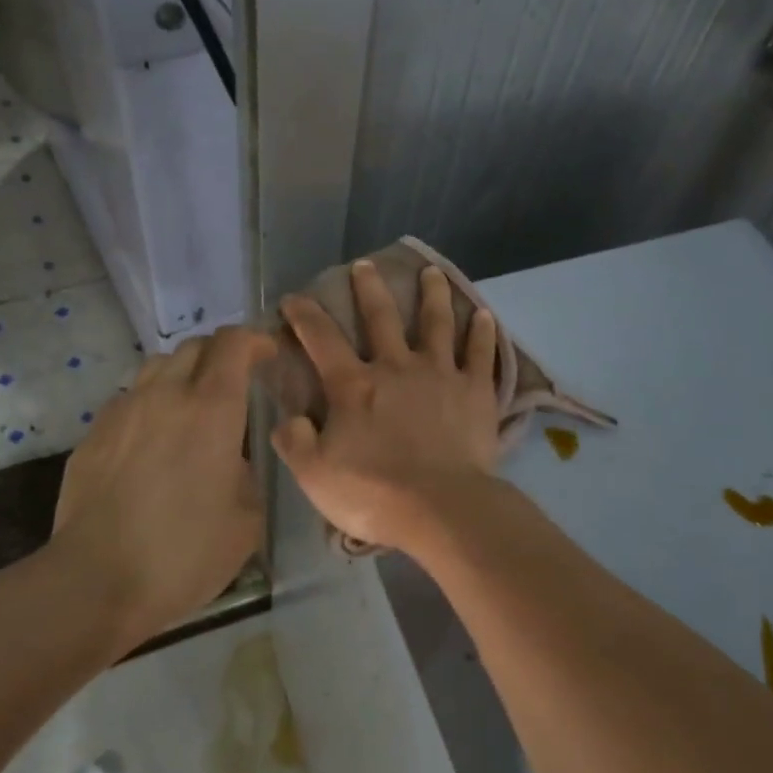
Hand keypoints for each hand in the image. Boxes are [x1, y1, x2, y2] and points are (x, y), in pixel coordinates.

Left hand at [51, 326, 273, 645]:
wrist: (96, 579)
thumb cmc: (184, 552)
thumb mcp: (247, 519)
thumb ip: (248, 473)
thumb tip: (232, 459)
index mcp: (211, 409)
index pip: (234, 343)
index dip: (255, 340)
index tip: (268, 354)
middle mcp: (166, 395)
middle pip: (194, 346)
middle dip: (221, 354)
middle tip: (235, 383)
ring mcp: (123, 411)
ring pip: (157, 366)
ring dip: (183, 374)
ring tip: (192, 408)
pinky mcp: (93, 434)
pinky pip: (130, 400)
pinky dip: (151, 404)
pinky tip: (154, 442)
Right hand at [272, 260, 499, 551]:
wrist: (441, 508)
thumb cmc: (373, 493)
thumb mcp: (314, 474)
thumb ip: (294, 441)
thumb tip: (288, 418)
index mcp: (354, 386)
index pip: (321, 339)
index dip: (303, 315)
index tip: (293, 297)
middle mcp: (396, 367)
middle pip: (381, 317)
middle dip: (369, 288)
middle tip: (364, 264)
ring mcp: (440, 375)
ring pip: (436, 323)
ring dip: (433, 295)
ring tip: (432, 272)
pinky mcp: (476, 392)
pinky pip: (480, 354)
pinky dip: (482, 332)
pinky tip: (484, 314)